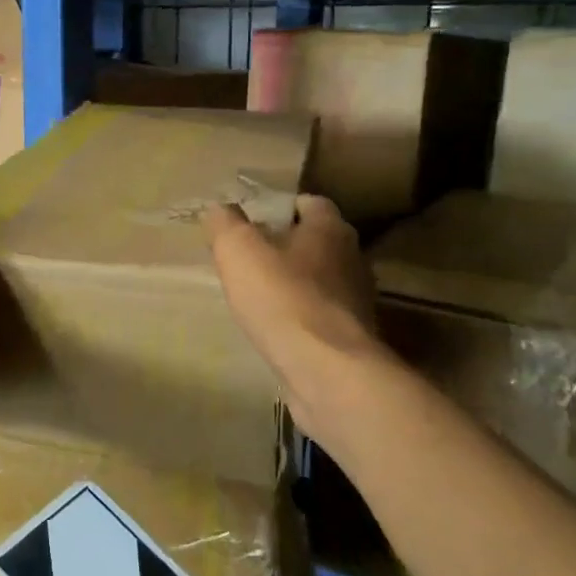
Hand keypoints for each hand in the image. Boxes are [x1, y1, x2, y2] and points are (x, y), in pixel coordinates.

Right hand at [204, 194, 398, 442]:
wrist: (328, 372)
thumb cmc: (283, 297)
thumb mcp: (238, 249)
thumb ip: (226, 223)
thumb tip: (219, 209)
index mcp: (330, 229)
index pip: (309, 203)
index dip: (279, 207)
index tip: (252, 219)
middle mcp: (351, 259)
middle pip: (316, 242)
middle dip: (286, 246)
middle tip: (248, 256)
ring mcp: (356, 301)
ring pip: (319, 280)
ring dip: (293, 284)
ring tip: (257, 294)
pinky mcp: (351, 338)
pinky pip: (320, 316)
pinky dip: (299, 317)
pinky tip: (274, 328)